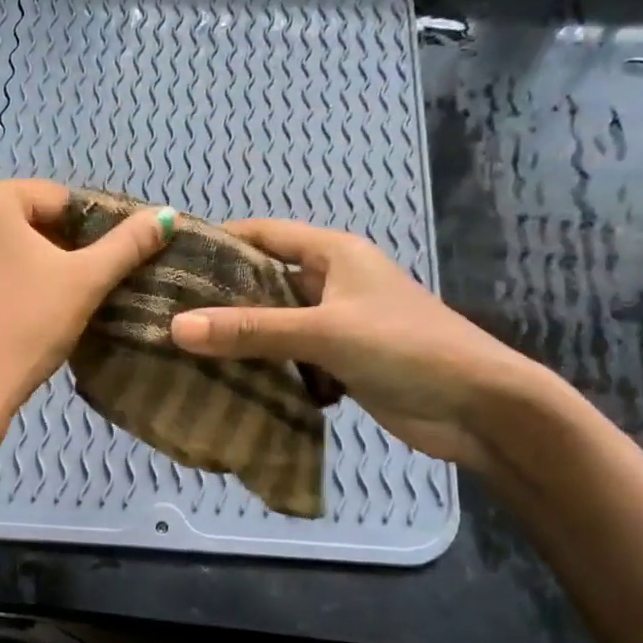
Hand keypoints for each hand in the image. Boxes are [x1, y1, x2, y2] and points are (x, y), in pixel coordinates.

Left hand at [0, 179, 172, 443]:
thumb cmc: (23, 330)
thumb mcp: (84, 284)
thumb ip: (126, 244)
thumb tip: (166, 214)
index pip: (51, 201)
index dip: (80, 234)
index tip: (88, 272)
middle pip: (8, 226)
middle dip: (37, 253)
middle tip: (55, 298)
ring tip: (15, 318)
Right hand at [168, 218, 548, 470]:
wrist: (478, 407)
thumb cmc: (406, 348)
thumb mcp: (325, 332)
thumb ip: (252, 331)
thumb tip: (176, 327)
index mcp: (333, 254)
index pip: (263, 234)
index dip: (218, 240)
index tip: (168, 259)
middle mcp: (332, 282)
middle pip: (265, 281)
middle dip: (220, 297)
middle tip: (164, 313)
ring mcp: (337, 325)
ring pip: (275, 324)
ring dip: (240, 337)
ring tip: (181, 349)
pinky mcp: (341, 364)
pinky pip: (291, 359)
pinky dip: (264, 368)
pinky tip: (226, 382)